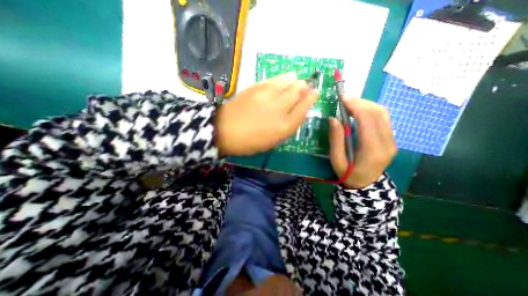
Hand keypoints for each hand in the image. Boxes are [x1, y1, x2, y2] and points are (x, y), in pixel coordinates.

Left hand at [215, 73, 316, 155]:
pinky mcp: (256, 87)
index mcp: (284, 127)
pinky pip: (274, 79)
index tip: (315, 93)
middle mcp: (279, 108)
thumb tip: (299, 112)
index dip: (312, 98)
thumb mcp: (273, 141)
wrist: (225, 130)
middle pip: (299, 90)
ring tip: (293, 82)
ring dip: (294, 80)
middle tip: (304, 88)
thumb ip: (288, 127)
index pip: (305, 107)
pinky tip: (280, 82)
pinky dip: (281, 79)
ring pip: (289, 79)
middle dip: (305, 87)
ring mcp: (267, 95)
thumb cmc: (250, 141)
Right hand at [329, 98, 398, 187]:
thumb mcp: (337, 160)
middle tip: (344, 100)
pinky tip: (360, 111)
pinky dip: (371, 110)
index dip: (356, 106)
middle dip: (360, 102)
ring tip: (351, 104)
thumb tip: (334, 118)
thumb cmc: (348, 174)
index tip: (343, 99)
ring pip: (383, 113)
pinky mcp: (392, 139)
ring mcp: (392, 140)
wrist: (366, 184)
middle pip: (378, 113)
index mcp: (372, 150)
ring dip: (366, 104)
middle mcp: (387, 143)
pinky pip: (383, 118)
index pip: (368, 120)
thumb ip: (336, 139)